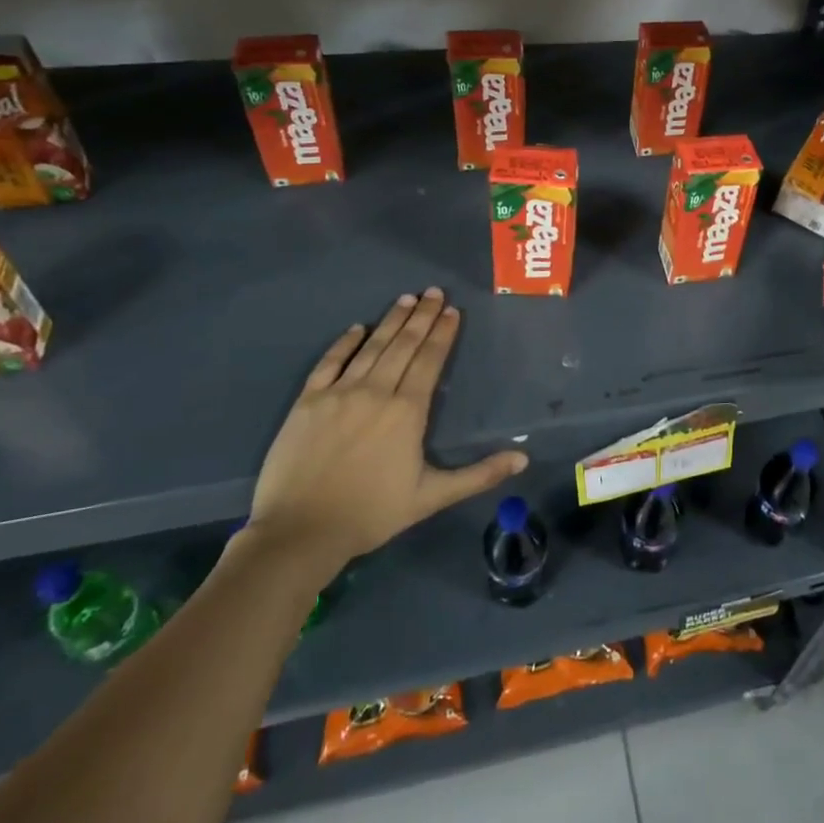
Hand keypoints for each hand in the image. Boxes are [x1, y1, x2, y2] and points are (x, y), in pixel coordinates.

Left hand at [243, 288, 526, 581]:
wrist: (300, 531)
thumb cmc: (372, 513)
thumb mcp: (432, 497)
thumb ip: (479, 475)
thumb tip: (524, 461)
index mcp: (407, 411)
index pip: (429, 361)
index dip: (442, 334)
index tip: (452, 311)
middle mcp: (375, 392)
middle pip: (403, 345)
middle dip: (421, 316)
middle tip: (434, 291)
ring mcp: (338, 393)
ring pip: (371, 348)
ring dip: (391, 321)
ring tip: (406, 299)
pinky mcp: (307, 402)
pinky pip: (329, 363)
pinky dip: (344, 343)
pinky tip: (357, 328)